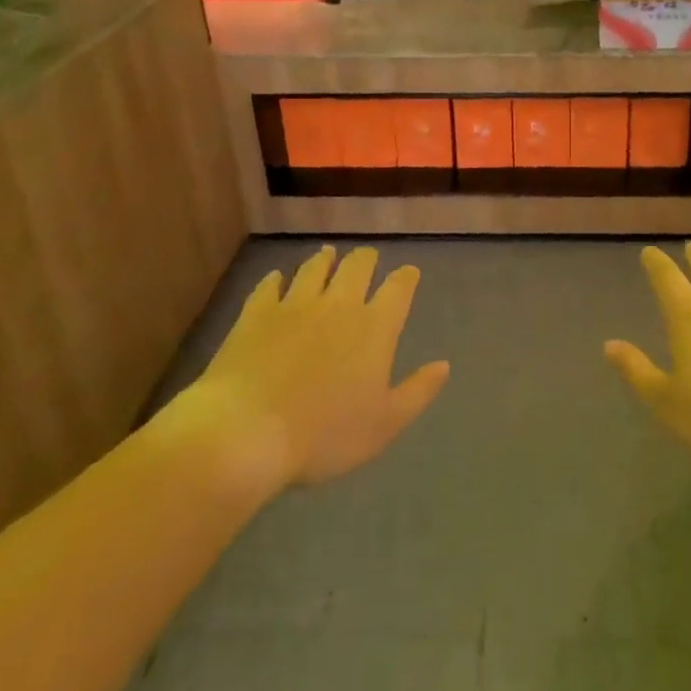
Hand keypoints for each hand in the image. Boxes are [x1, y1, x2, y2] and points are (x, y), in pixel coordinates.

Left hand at [194, 246, 449, 490]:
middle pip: (357, 267)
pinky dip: (277, 279)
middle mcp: (338, 304)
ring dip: (325, 260)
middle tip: (367, 258)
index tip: (408, 273)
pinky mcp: (256, 313)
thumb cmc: (323, 435)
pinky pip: (270, 285)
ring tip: (328, 254)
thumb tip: (444, 365)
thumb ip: (417, 391)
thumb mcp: (384, 425)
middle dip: (366, 259)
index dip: (406, 278)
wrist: (246, 431)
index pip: (398, 289)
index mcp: (374, 327)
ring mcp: (294, 304)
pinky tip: (277, 278)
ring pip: (315, 268)